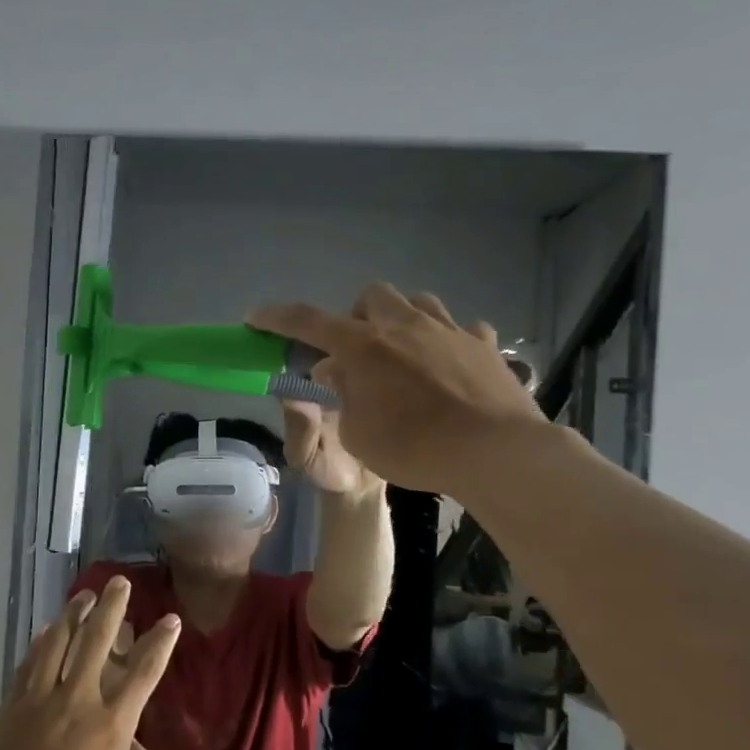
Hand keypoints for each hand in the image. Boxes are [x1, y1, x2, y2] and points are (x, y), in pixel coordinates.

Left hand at [0, 578, 180, 749]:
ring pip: (58, 643)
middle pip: (97, 642)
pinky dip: (39, 644)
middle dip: (111, 608)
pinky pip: (29, 665)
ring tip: (82, 596)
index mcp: (112, 726)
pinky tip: (44, 632)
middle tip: (118, 583)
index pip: (144, 674)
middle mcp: (79, 701)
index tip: (170, 619)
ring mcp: (41, 699)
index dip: (160, 643)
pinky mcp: (12, 706)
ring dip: (72, 615)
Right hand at [250, 284, 545, 498]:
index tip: (255, 317)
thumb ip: (342, 396)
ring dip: (401, 320)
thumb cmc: (413, 448)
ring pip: (419, 302)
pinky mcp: (485, 346)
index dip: (277, 318)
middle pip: (372, 296)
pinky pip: (462, 329)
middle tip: (354, 352)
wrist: (494, 453)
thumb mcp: (357, 434)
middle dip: (355, 315)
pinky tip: (448, 366)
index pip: (308, 322)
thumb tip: (338, 371)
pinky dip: (447, 343)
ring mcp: (450, 330)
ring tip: (401, 354)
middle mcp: (406, 326)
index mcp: (365, 347)